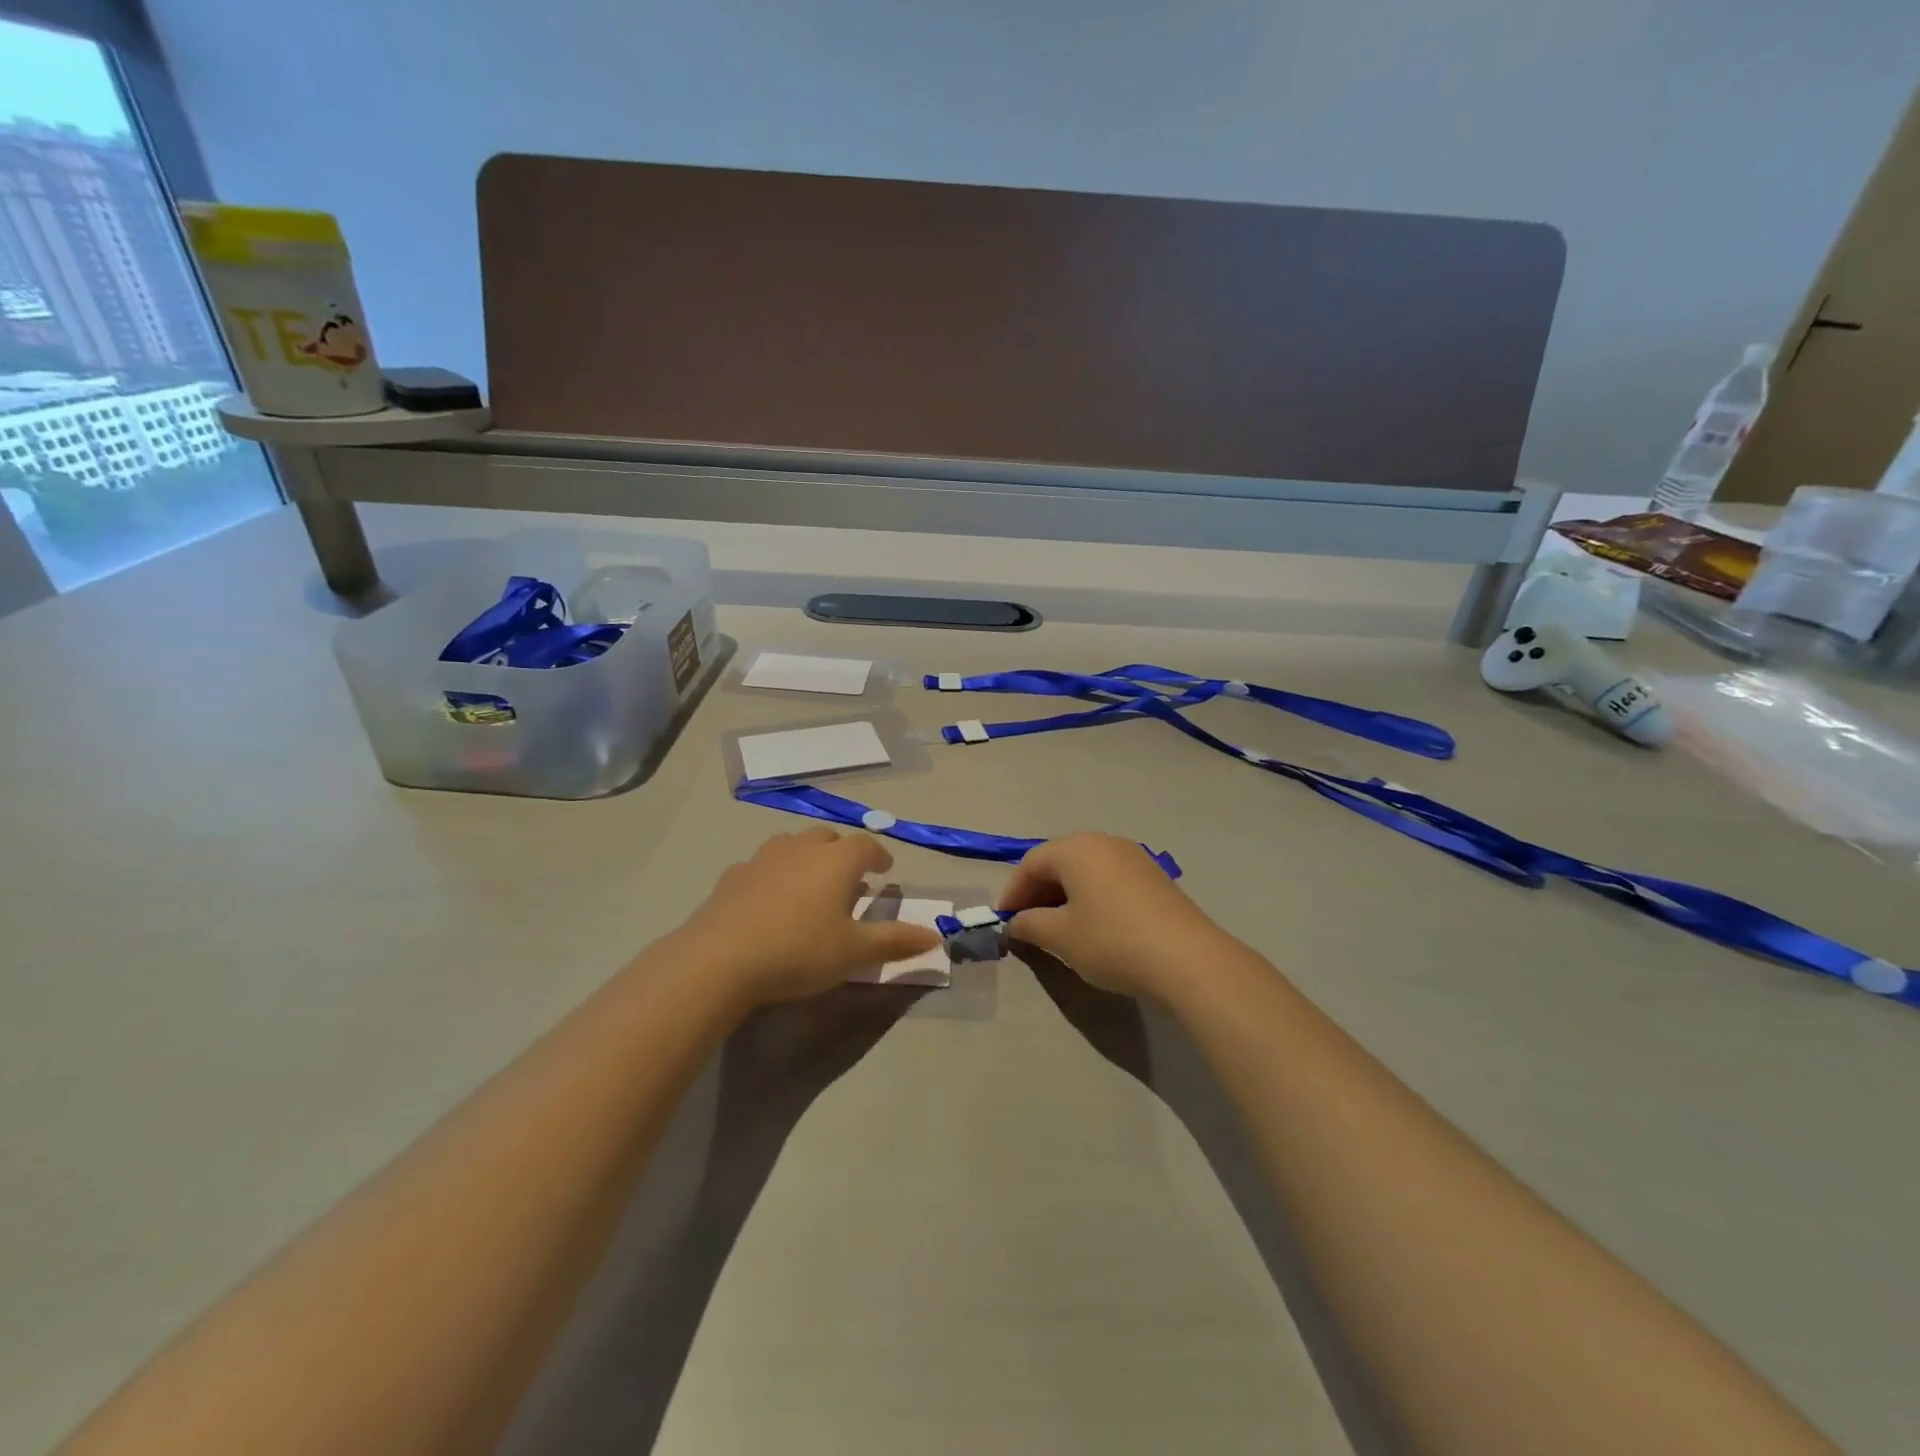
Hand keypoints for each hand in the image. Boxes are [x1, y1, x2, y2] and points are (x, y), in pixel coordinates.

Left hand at [675, 830, 941, 1005]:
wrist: (720, 959)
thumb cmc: (799, 951)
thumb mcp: (854, 952)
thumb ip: (895, 941)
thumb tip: (935, 936)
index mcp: (836, 861)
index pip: (866, 846)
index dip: (879, 856)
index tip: (884, 870)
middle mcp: (801, 849)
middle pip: (828, 838)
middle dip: (842, 853)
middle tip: (849, 879)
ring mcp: (762, 859)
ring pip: (792, 845)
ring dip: (807, 858)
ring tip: (810, 885)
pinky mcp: (732, 876)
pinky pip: (761, 866)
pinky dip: (773, 875)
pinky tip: (769, 900)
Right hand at [998, 833, 1228, 999]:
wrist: (1188, 959)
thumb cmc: (1112, 941)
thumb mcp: (1061, 937)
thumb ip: (1030, 924)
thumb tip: (1016, 922)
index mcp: (1076, 848)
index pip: (1031, 863)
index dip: (1013, 892)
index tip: (1004, 921)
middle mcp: (1104, 842)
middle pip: (1059, 861)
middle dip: (1038, 891)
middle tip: (1027, 924)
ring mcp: (1133, 857)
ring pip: (1086, 870)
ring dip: (1064, 894)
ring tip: (1057, 927)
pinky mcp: (1153, 877)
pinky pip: (1109, 879)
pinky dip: (1091, 897)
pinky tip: (1093, 925)